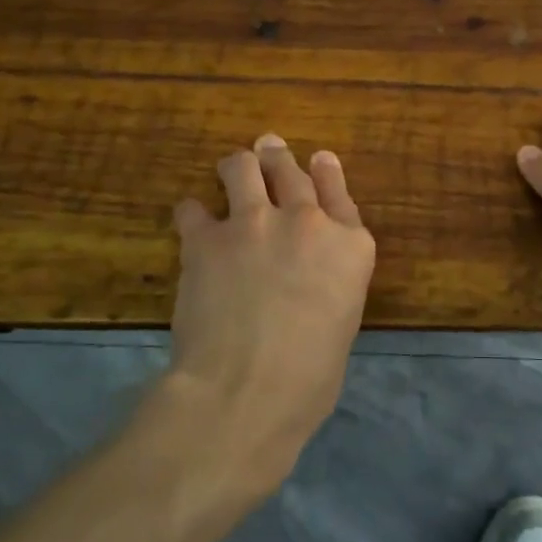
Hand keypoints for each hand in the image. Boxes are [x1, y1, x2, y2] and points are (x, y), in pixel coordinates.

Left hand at [167, 133, 375, 485]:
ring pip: (243, 167)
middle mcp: (307, 221)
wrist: (246, 392)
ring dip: (238, 166)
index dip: (327, 172)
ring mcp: (256, 222)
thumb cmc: (309, 380)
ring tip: (231, 168)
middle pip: (291, 172)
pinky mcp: (207, 237)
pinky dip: (192, 213)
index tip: (319, 158)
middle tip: (267, 149)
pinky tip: (190, 219)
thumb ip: (330, 283)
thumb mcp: (342, 323)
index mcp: (350, 246)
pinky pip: (193, 208)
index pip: (339, 194)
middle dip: (277, 159)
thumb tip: (308, 281)